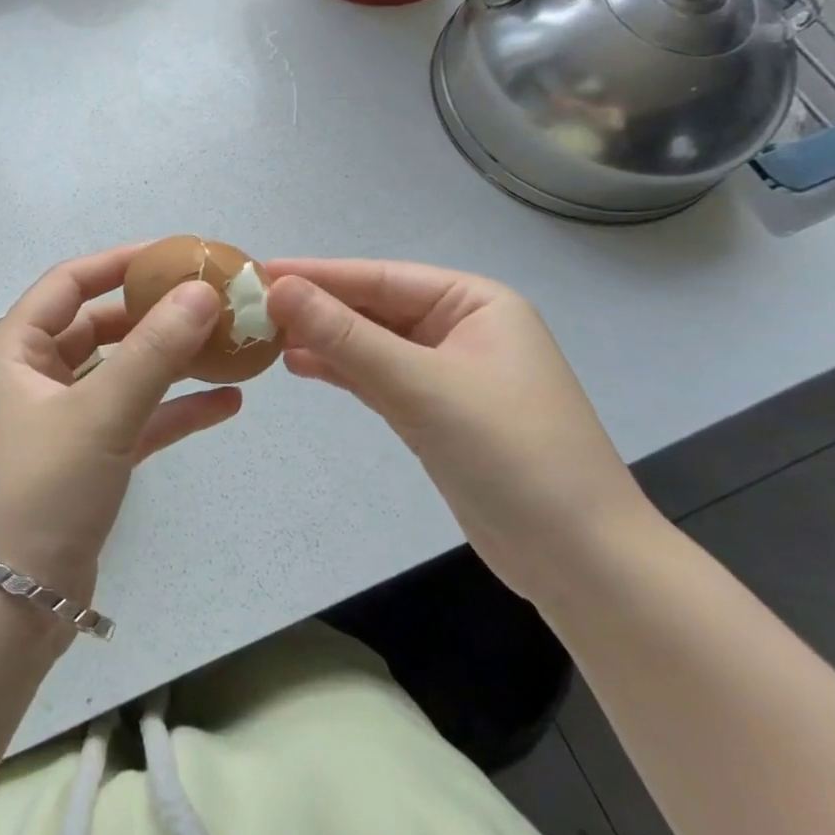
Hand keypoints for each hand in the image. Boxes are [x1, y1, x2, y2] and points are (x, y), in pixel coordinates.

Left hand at [0, 247, 243, 614]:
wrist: (10, 608)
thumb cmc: (42, 490)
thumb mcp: (100, 413)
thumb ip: (154, 351)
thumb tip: (204, 292)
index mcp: (16, 349)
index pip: (69, 283)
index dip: (119, 263)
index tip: (173, 254)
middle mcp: (35, 375)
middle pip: (99, 326)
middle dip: (152, 313)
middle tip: (210, 300)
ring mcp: (62, 418)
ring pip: (121, 372)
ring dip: (169, 360)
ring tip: (226, 345)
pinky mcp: (87, 458)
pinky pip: (134, 418)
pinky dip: (173, 409)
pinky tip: (227, 403)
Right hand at [266, 259, 659, 603]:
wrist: (581, 563)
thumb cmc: (511, 455)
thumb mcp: (421, 386)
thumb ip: (346, 337)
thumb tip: (279, 288)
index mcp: (474, 302)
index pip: (381, 278)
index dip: (318, 274)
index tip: (260, 271)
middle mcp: (462, 327)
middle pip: (374, 308)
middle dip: (318, 309)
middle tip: (253, 307)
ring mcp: (449, 371)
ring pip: (373, 343)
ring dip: (325, 340)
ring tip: (267, 337)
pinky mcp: (437, 411)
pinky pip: (380, 377)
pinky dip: (343, 371)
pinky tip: (301, 366)